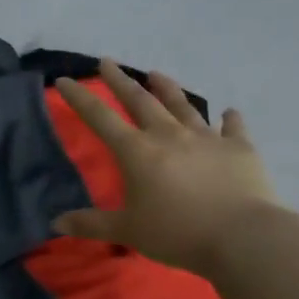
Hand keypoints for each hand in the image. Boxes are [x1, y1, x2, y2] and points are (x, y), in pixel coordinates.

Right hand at [53, 60, 281, 277]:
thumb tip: (56, 223)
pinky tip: (229, 113)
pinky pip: (233, 128)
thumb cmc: (177, 233)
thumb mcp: (128, 231)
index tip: (65, 80)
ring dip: (168, 89)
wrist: (242, 236)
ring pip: (183, 106)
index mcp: (138, 152)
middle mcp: (169, 135)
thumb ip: (92, 224)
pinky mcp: (239, 148)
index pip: (101, 118)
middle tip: (108, 62)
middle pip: (140, 101)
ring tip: (157, 74)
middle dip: (120, 81)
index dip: (80, 98)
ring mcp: (206, 138)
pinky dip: (229, 119)